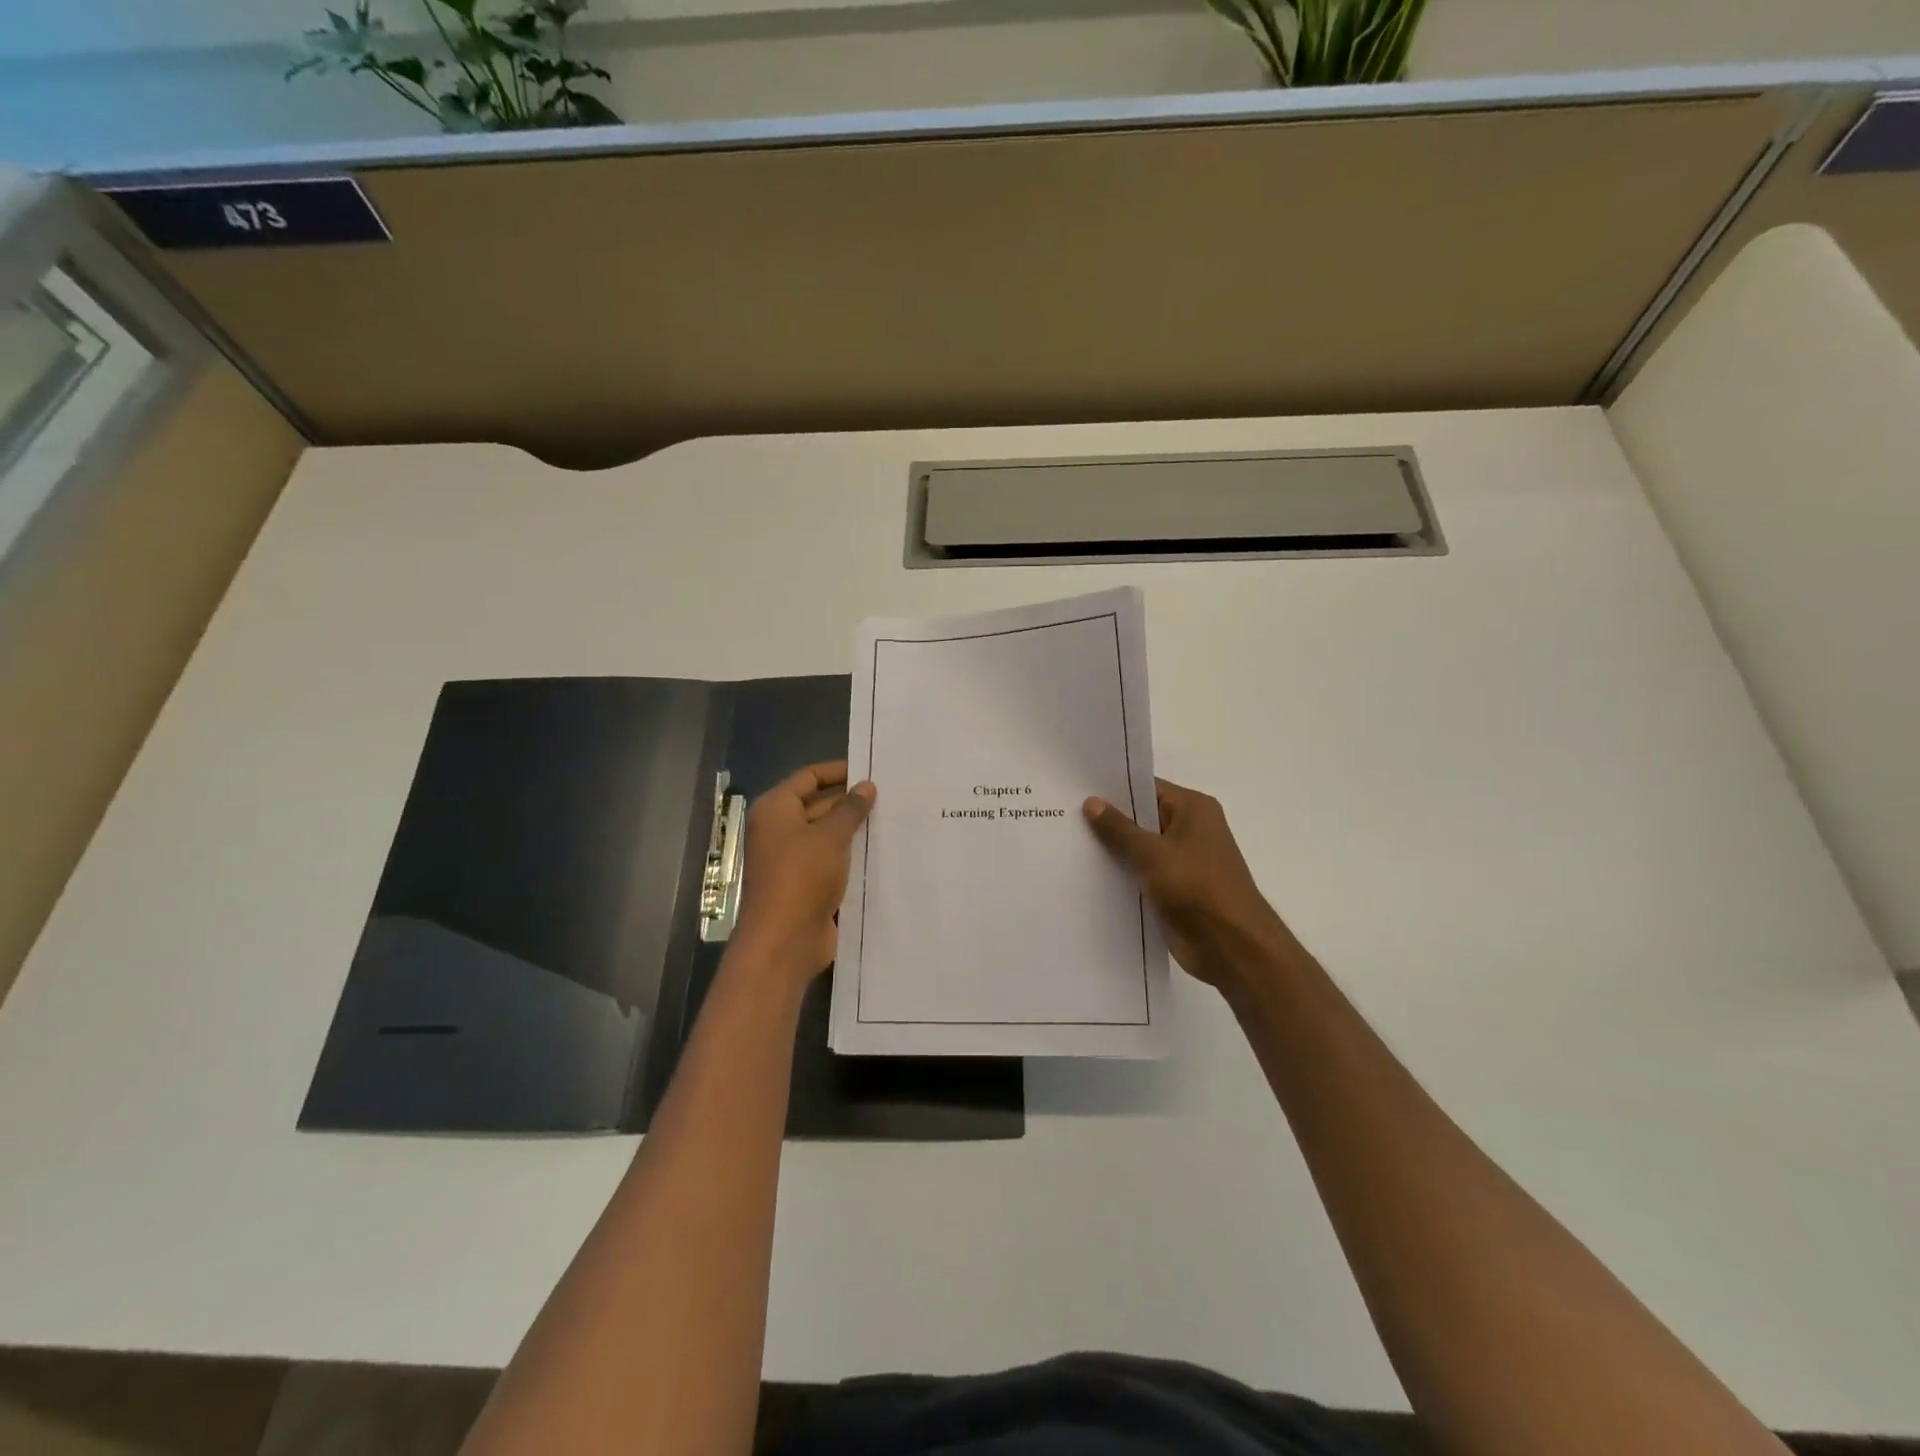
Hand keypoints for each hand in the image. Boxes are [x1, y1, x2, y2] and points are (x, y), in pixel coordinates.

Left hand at [732, 761, 875, 987]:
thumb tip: (866, 786)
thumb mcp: (830, 836)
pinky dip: (854, 858)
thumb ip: (850, 809)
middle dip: (852, 802)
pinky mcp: (807, 885)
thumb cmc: (801, 876)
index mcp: (776, 809)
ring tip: (896, 820)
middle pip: (819, 805)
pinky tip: (885, 853)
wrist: (784, 941)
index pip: (809, 777)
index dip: (839, 771)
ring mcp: (793, 860)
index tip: (872, 770)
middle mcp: (780, 830)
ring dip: (856, 831)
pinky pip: (834, 863)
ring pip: (829, 836)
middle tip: (893, 796)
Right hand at [1084, 778, 1297, 995]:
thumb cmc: (1196, 887)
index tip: (1077, 789)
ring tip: (1067, 842)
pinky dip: (1122, 874)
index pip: (1147, 788)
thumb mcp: (1151, 853)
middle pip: (1142, 817)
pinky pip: (1142, 874)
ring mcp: (1183, 861)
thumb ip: (1118, 828)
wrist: (1231, 946)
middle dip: (1108, 820)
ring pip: (1140, 848)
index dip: (1113, 789)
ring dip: (1113, 850)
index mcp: (1193, 809)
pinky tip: (1086, 874)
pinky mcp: (1175, 889)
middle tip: (1063, 814)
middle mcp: (1190, 829)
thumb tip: (1091, 801)